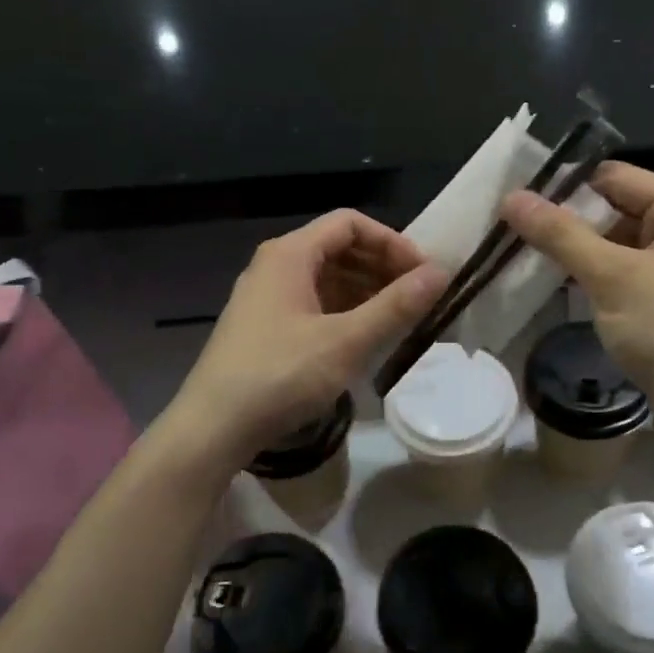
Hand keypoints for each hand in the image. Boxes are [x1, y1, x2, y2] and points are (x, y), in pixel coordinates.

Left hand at [167, 210, 443, 467]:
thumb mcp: (346, 341)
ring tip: (399, 318)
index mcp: (289, 254)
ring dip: (366, 291)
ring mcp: (267, 298)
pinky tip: (365, 337)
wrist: (213, 428)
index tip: (422, 272)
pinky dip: (344, 312)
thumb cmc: (280, 375)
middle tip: (418, 296)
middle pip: (338, 248)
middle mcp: (275, 266)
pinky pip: (313, 304)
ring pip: (326, 279)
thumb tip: (440, 273)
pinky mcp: (265, 328)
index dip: (392, 241)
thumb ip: (395, 306)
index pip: (350, 224)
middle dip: (382, 267)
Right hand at [502, 162, 653, 461]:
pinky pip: (627, 268)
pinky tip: (562, 282)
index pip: (615, 177)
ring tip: (530, 257)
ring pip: (619, 240)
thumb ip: (560, 234)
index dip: (567, 188)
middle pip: (617, 207)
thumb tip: (511, 197)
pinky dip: (597, 273)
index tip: (519, 206)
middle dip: (571, 222)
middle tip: (517, 234)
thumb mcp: (610, 277)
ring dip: (580, 250)